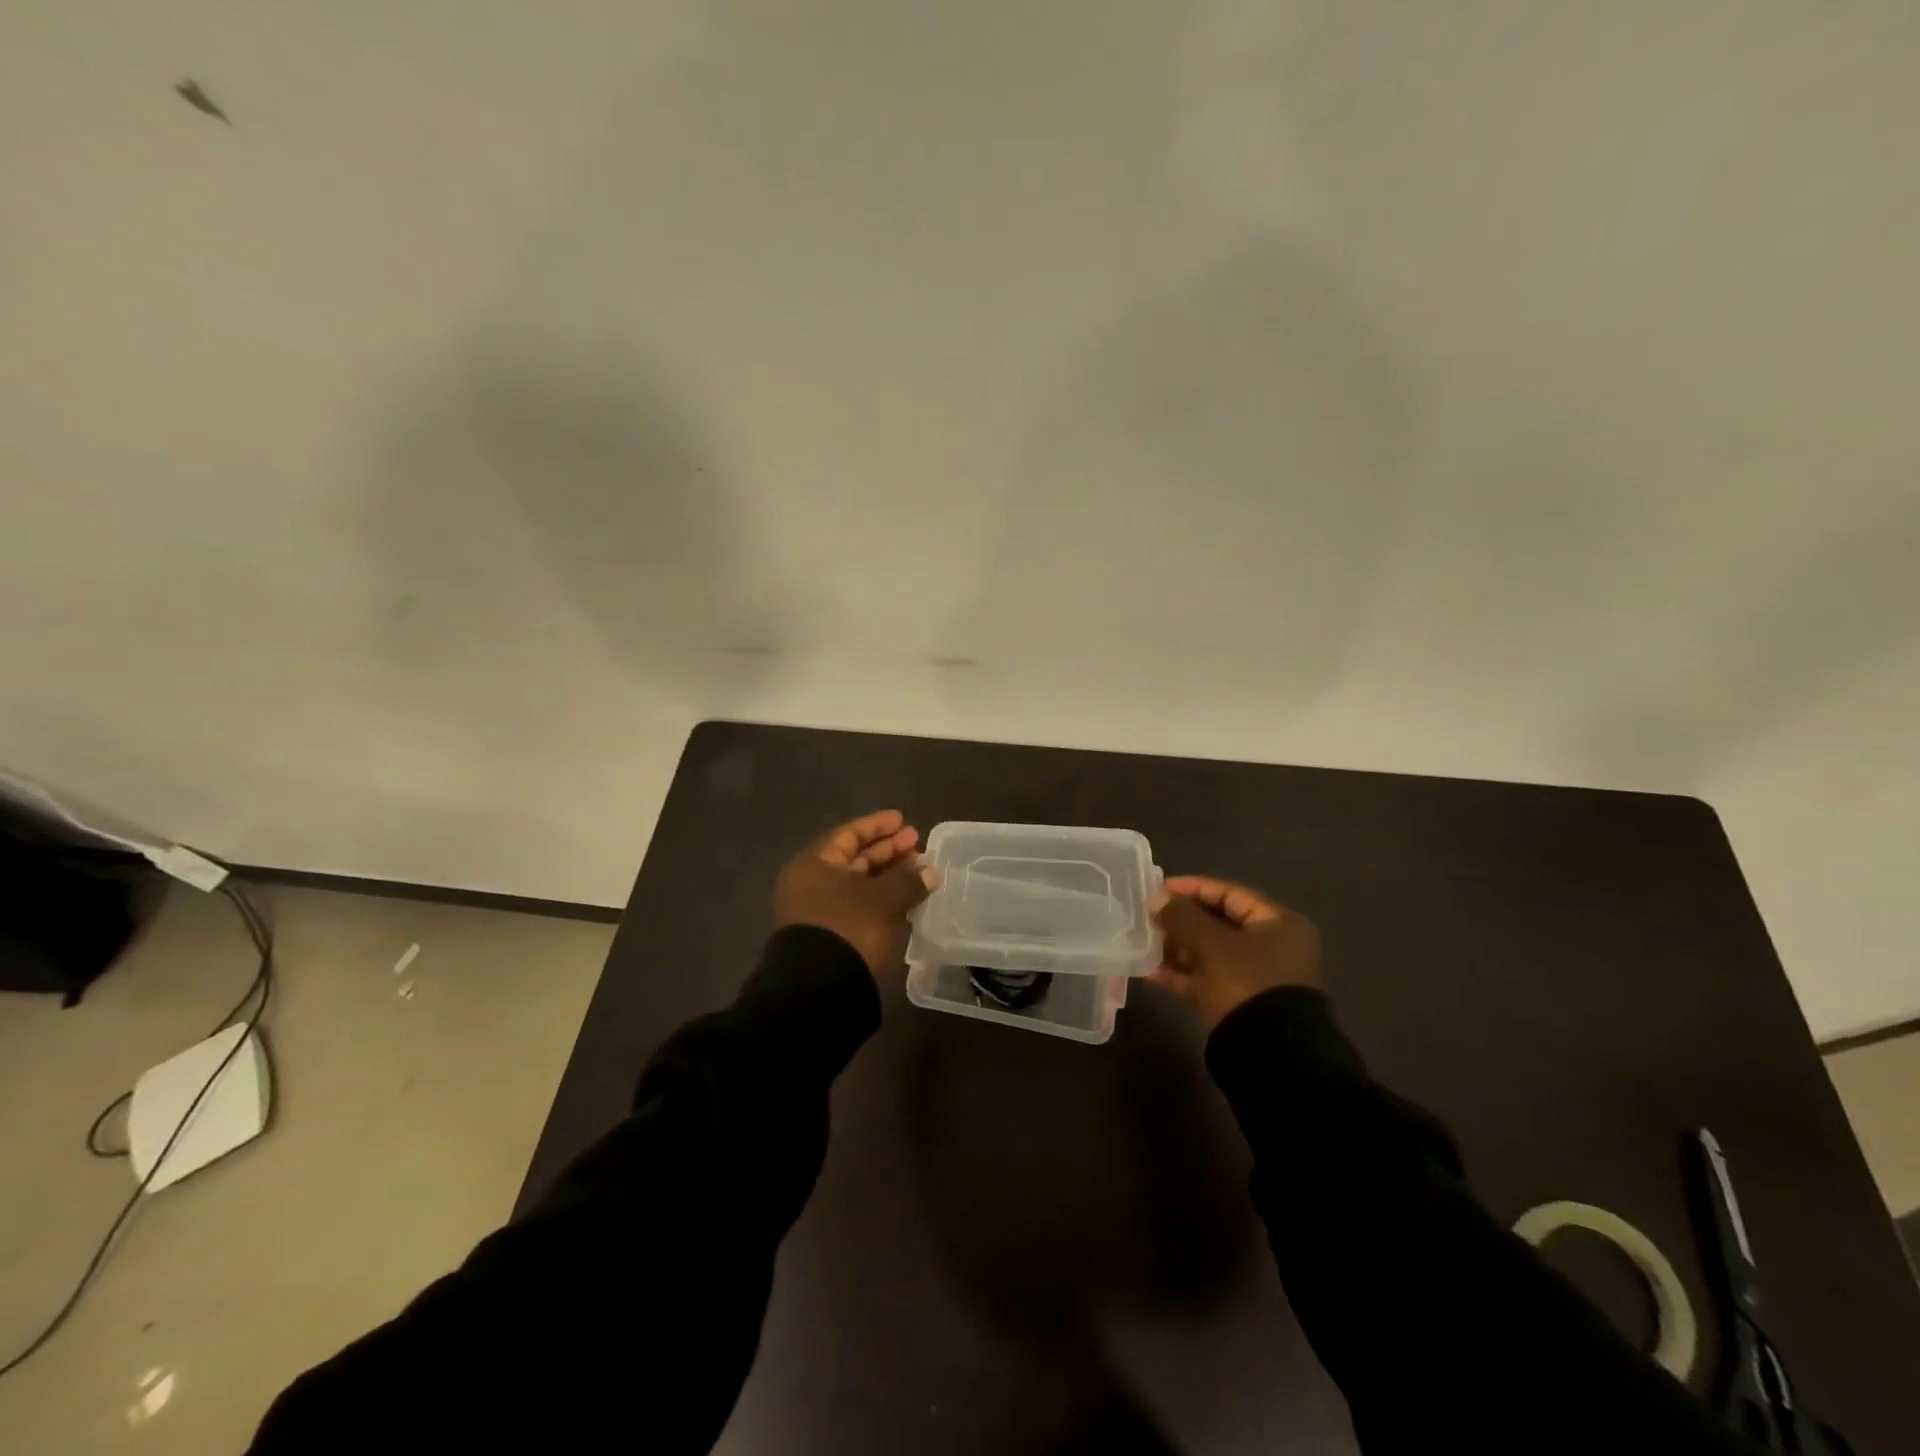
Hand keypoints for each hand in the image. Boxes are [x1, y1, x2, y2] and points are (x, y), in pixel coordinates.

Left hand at [774, 810, 935, 974]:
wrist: (819, 989)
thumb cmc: (848, 928)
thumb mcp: (882, 899)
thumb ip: (907, 880)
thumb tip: (928, 871)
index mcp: (814, 864)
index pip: (848, 834)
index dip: (877, 826)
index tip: (903, 820)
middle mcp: (811, 884)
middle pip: (853, 859)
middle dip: (887, 851)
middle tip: (916, 844)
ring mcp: (818, 913)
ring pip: (858, 885)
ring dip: (888, 877)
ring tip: (919, 872)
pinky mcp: (830, 937)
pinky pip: (859, 907)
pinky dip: (882, 900)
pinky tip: (906, 899)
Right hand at [1148, 876, 1320, 1027]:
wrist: (1269, 1054)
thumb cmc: (1246, 982)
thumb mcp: (1211, 944)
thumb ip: (1181, 917)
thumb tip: (1157, 900)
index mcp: (1278, 924)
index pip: (1230, 893)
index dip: (1193, 888)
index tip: (1159, 887)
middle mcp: (1272, 947)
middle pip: (1219, 923)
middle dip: (1182, 919)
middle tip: (1149, 916)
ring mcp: (1256, 978)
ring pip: (1210, 952)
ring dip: (1178, 947)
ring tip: (1145, 942)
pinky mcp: (1240, 1003)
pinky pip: (1207, 979)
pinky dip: (1182, 974)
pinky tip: (1150, 971)